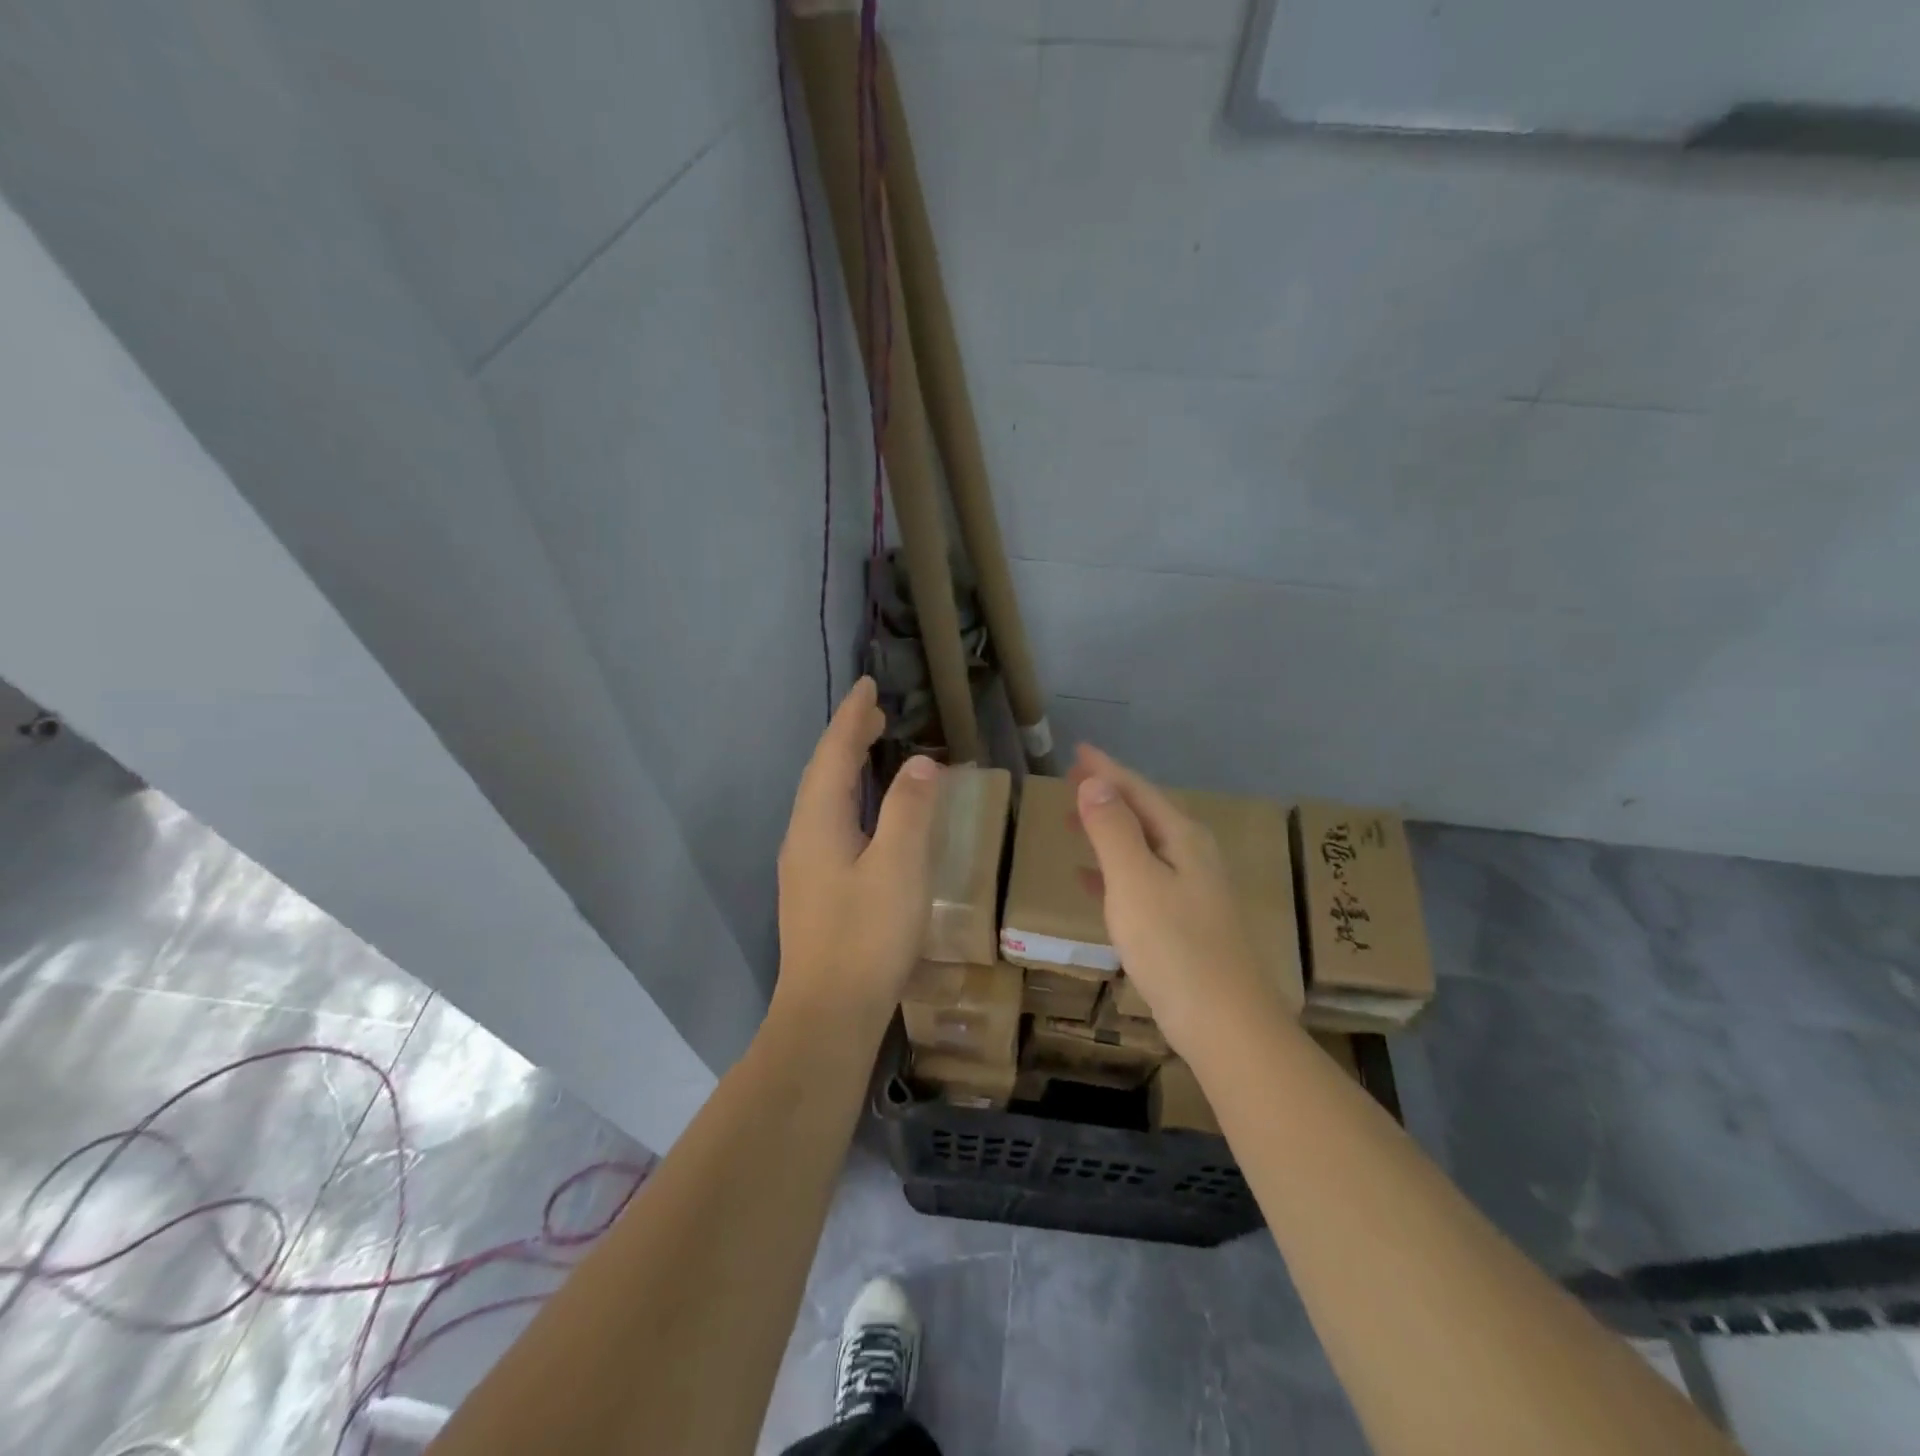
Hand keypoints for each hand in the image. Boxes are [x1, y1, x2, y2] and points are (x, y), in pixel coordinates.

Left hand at [775, 677, 942, 1024]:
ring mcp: (805, 865)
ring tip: (873, 747)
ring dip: (848, 766)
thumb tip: (920, 763)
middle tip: (876, 710)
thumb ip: (911, 810)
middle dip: (848, 737)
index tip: (868, 685)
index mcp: (818, 822)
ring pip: (825, 799)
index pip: (834, 754)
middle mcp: (803, 836)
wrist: (827, 1015)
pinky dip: (851, 798)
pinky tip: (868, 813)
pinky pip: (831, 822)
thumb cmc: (867, 938)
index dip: (852, 717)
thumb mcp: (899, 868)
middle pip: (824, 773)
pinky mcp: (815, 889)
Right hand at [1069, 745, 1280, 1053]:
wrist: (1225, 1023)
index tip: (1077, 751)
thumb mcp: (1135, 881)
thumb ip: (1113, 830)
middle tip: (1070, 780)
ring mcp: (1190, 890)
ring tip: (1073, 821)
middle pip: (1142, 813)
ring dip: (1107, 830)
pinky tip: (1089, 880)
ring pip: (1140, 846)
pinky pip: (1139, 880)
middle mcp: (1191, 856)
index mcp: (1183, 838)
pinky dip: (1112, 871)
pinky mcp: (1182, 922)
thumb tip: (1095, 782)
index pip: (1138, 791)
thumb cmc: (1175, 946)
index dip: (1106, 770)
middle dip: (1107, 795)